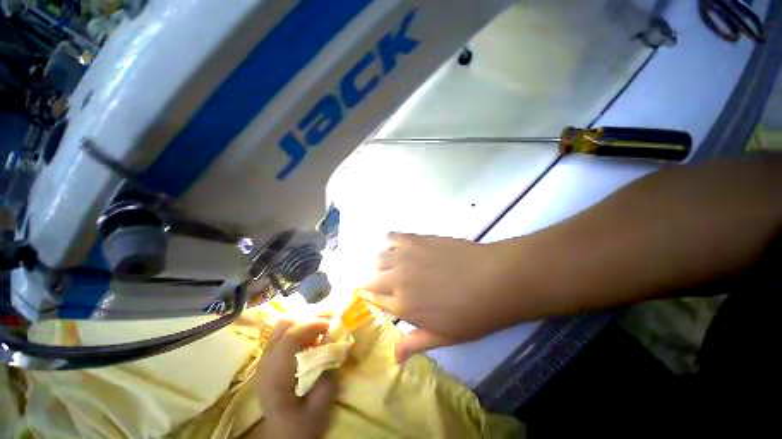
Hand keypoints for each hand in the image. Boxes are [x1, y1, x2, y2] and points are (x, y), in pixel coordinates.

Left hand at [253, 318, 335, 438]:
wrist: (285, 438)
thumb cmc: (302, 426)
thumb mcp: (320, 406)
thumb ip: (327, 373)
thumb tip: (336, 343)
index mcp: (274, 378)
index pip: (289, 338)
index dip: (312, 325)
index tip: (331, 324)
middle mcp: (265, 364)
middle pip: (283, 325)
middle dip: (309, 317)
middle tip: (330, 319)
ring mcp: (265, 360)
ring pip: (283, 325)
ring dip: (305, 320)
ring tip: (323, 324)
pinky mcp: (270, 358)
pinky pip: (284, 332)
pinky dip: (301, 327)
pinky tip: (313, 334)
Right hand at [361, 233, 527, 361]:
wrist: (492, 280)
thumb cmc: (470, 314)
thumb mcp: (442, 337)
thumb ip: (414, 343)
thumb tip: (394, 357)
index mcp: (402, 304)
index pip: (374, 298)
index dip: (370, 295)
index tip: (370, 293)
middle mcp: (397, 278)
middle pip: (372, 277)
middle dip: (372, 280)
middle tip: (383, 281)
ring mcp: (405, 256)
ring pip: (379, 256)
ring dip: (381, 262)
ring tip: (392, 264)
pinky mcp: (415, 240)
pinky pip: (393, 237)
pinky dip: (390, 241)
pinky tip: (399, 247)